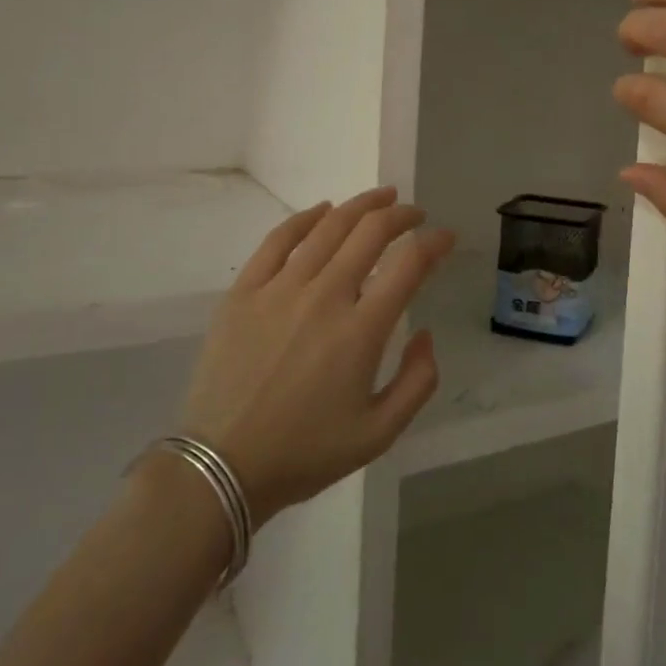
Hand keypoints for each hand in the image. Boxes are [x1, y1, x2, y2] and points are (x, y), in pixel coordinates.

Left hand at [182, 188, 452, 524]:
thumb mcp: (380, 433)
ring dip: (361, 206)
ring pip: (328, 227)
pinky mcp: (244, 292)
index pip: (409, 264)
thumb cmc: (305, 453)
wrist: (220, 467)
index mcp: (361, 331)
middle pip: (371, 233)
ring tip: (381, 198)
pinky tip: (323, 210)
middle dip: (401, 215)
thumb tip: (423, 333)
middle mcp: (324, 297)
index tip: (445, 237)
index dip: (434, 243)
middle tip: (414, 214)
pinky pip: (278, 240)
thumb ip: (418, 381)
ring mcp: (280, 290)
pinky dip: (306, 218)